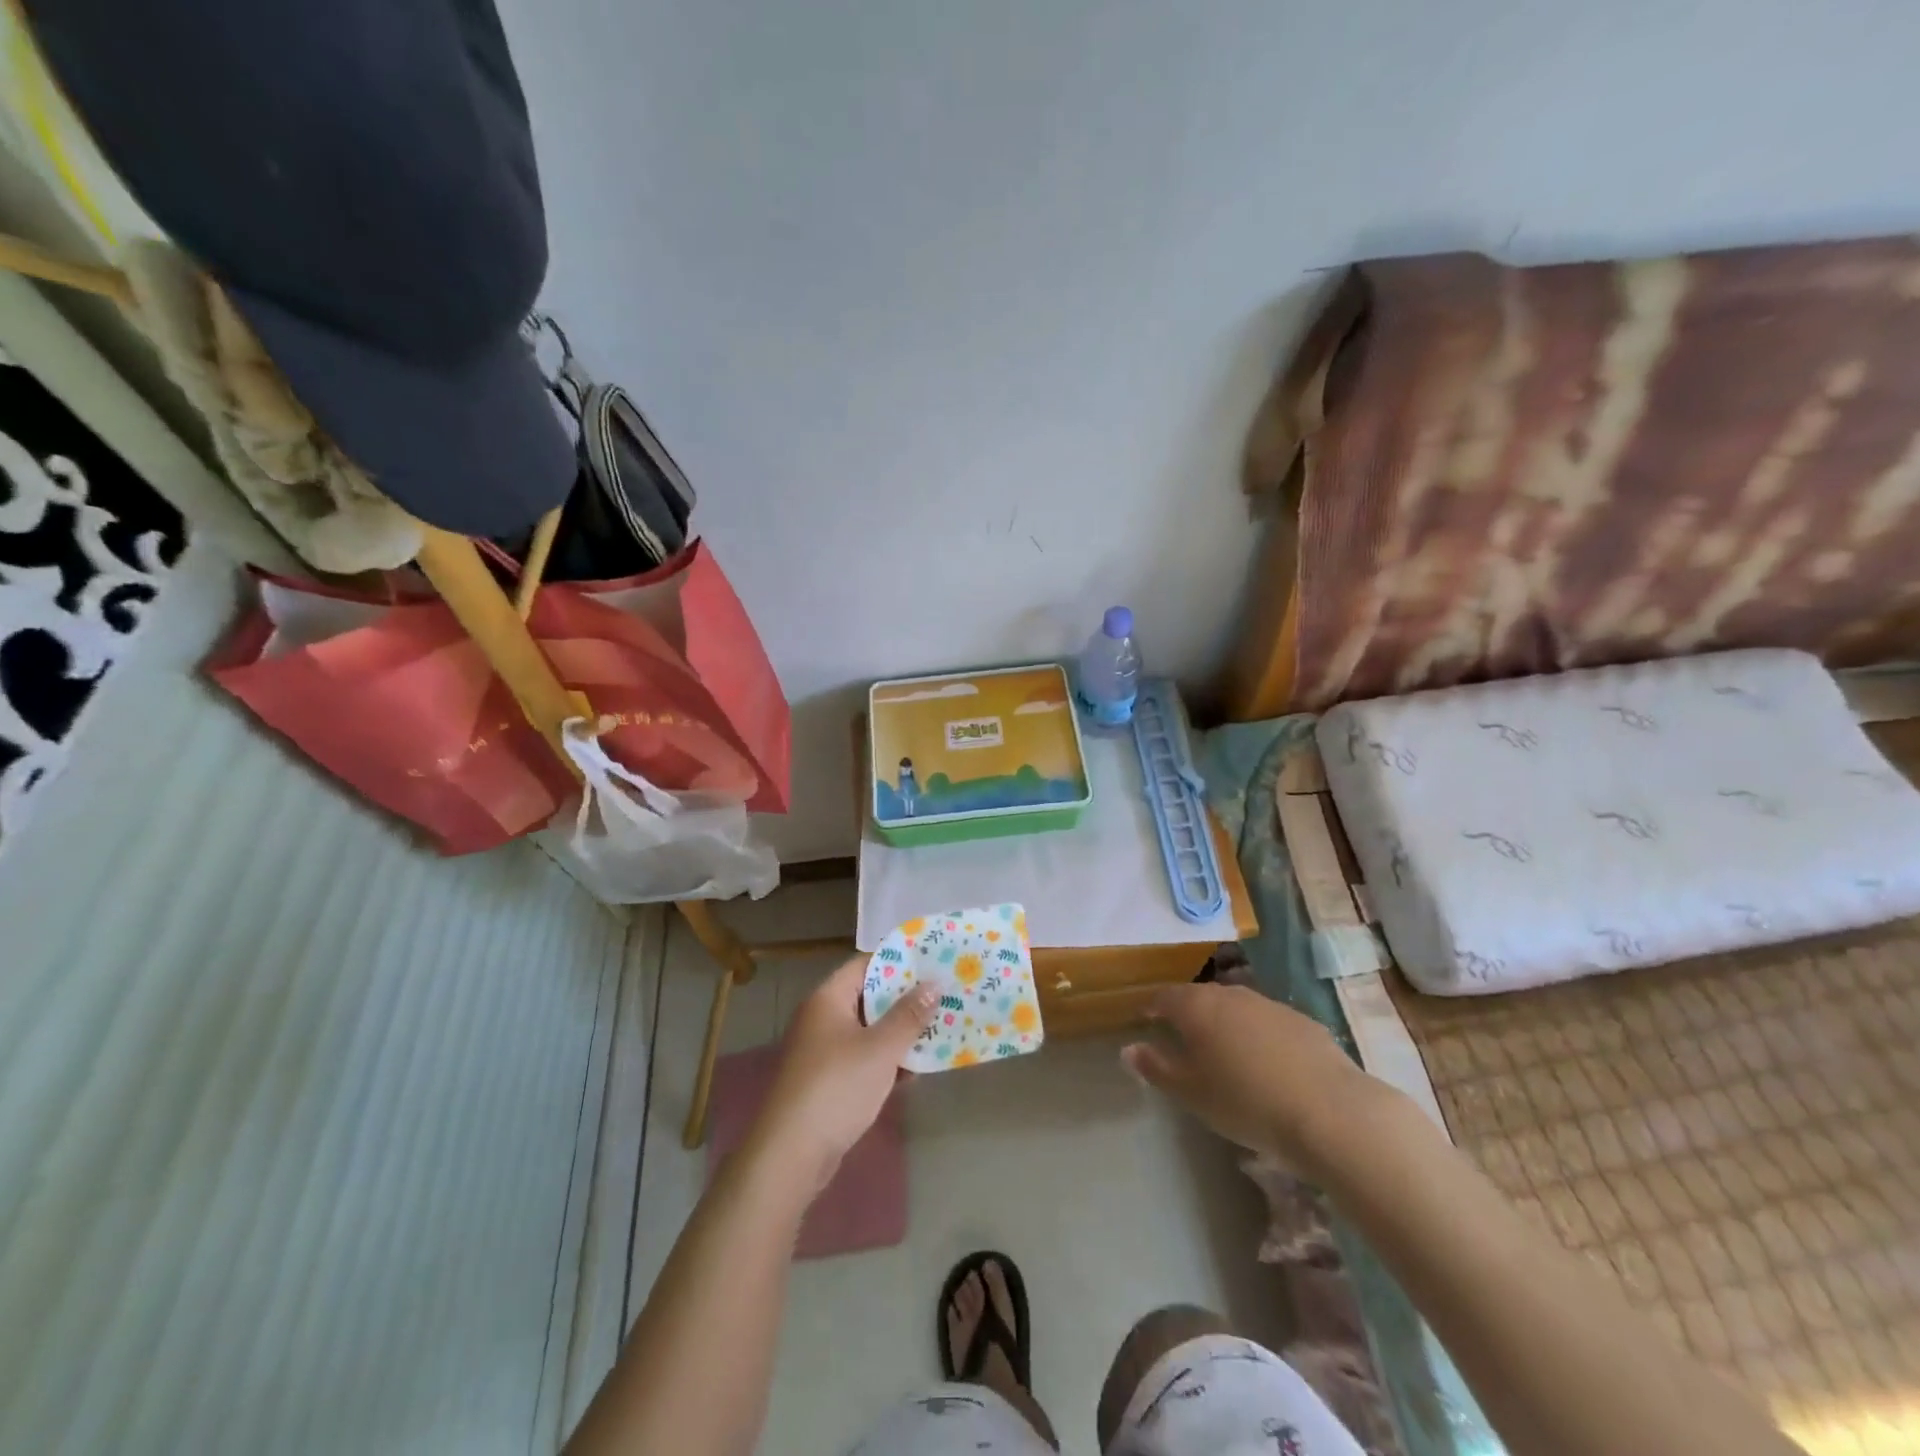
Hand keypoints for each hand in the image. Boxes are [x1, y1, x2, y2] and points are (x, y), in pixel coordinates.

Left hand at [749, 955, 937, 1192]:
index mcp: (829, 999)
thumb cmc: (837, 1088)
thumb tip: (934, 983)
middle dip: (906, 998)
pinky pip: (865, 1058)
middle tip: (945, 994)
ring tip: (941, 1028)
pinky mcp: (830, 1080)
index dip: (900, 961)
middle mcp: (823, 1018)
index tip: (933, 961)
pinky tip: (918, 1069)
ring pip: (870, 1030)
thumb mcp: (880, 1048)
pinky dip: (888, 1059)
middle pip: (870, 996)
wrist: (792, 1154)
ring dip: (901, 1031)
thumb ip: (909, 1015)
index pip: (866, 964)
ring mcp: (825, 1051)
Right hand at [1122, 982, 1387, 1174]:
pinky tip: (1268, 1064)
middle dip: (1190, 1014)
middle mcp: (1231, 995)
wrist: (1329, 1112)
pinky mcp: (1303, 1021)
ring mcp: (1270, 1004)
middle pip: (1201, 998)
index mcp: (1197, 1007)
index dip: (1153, 1007)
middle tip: (1184, 1039)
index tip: (1146, 1020)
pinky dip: (1259, 1036)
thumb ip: (1156, 1068)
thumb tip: (1128, 1049)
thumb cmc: (1245, 1102)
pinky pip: (1268, 1023)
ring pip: (1237, 1008)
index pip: (1165, 997)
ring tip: (1226, 1053)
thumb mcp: (1191, 1093)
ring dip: (1226, 1023)